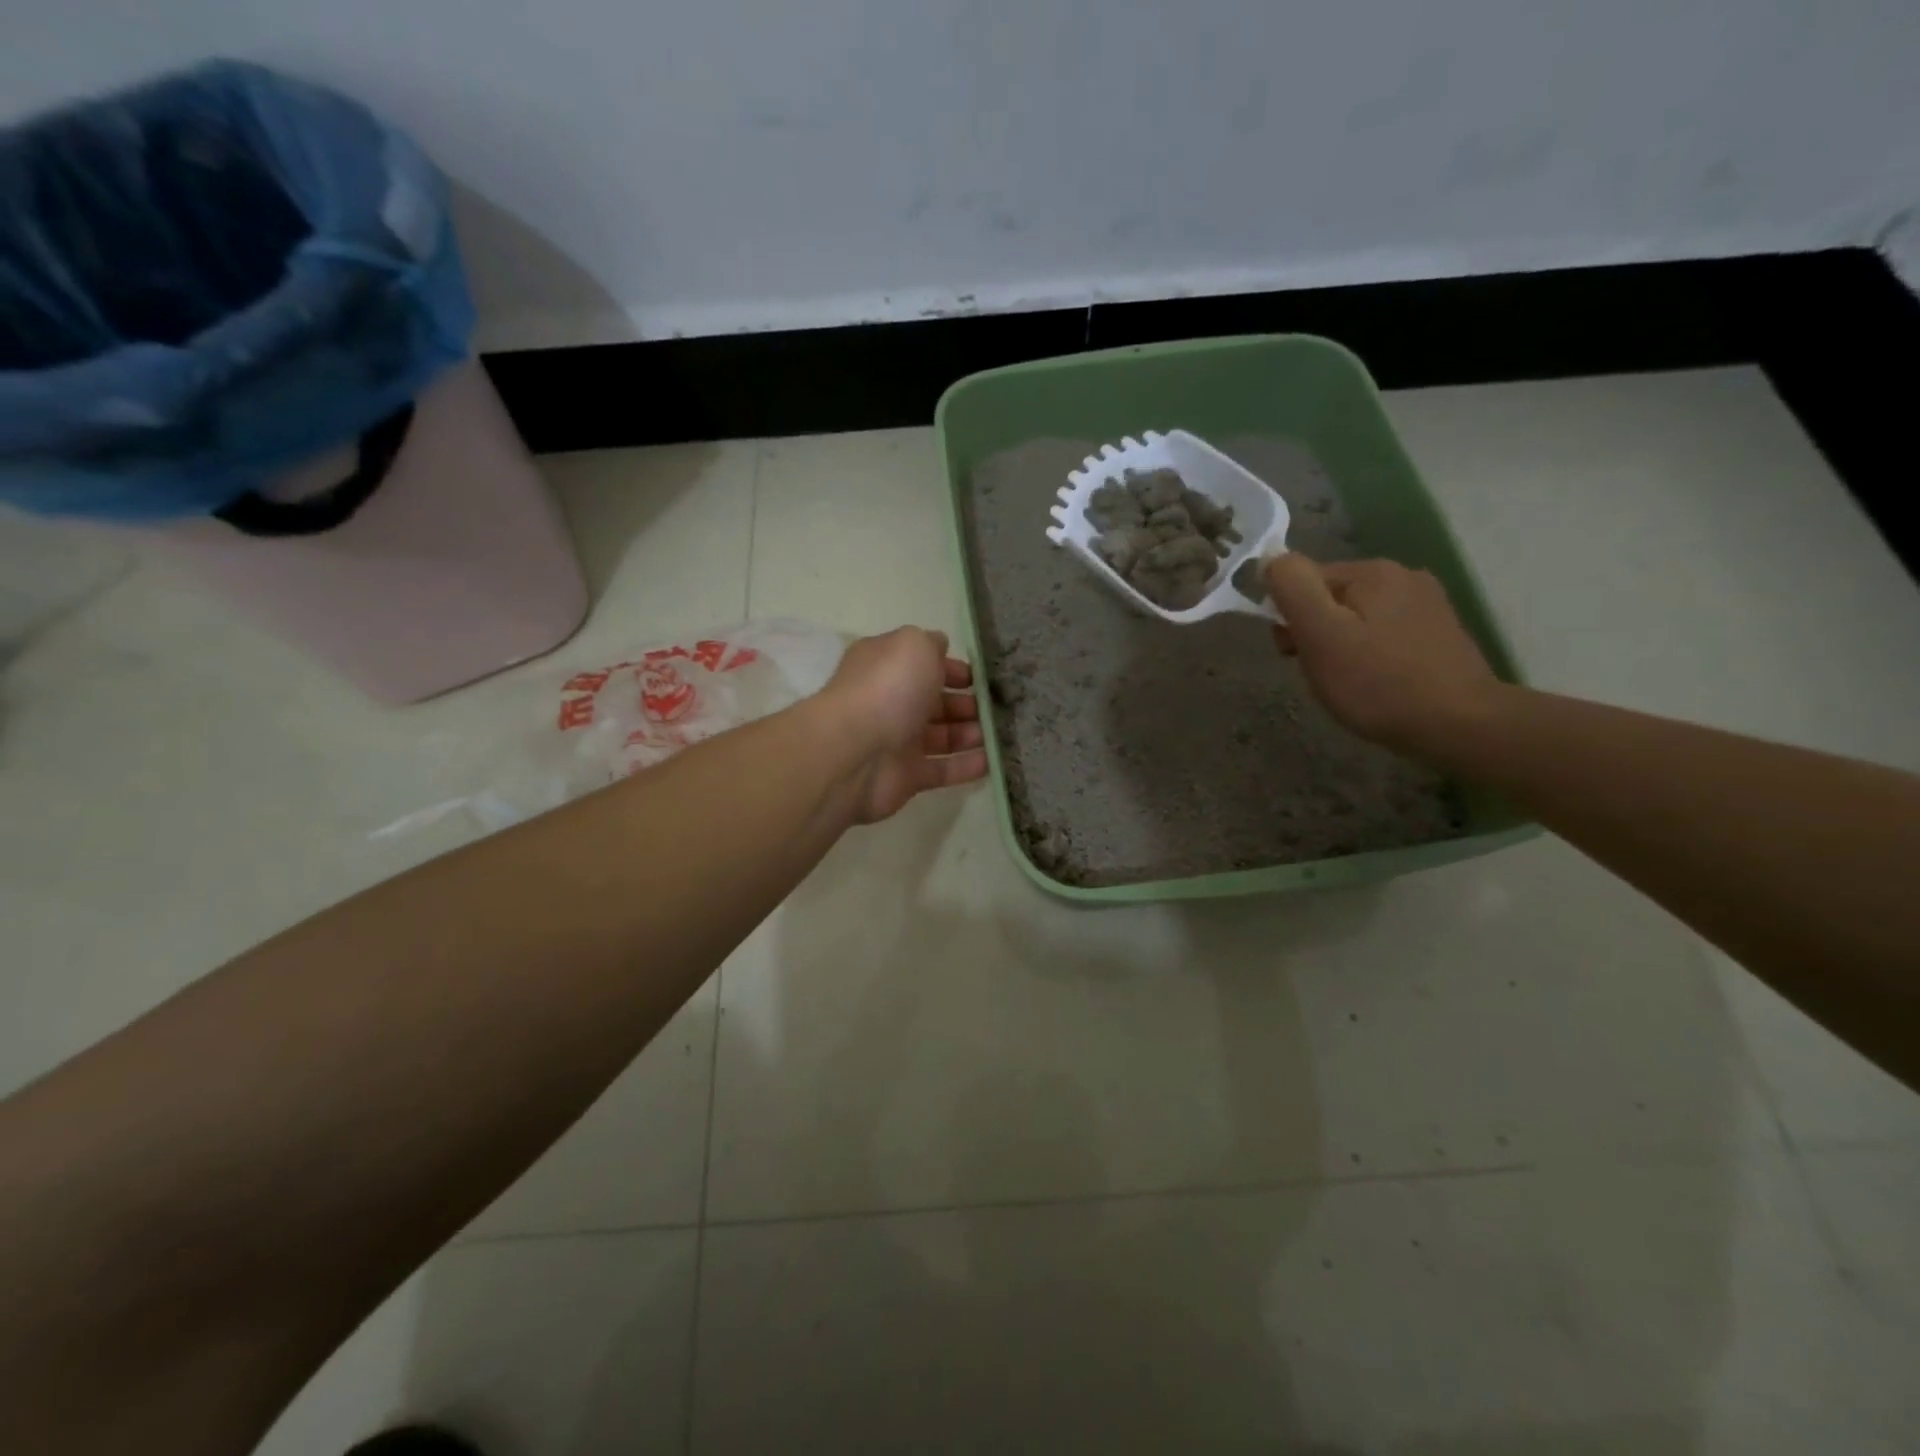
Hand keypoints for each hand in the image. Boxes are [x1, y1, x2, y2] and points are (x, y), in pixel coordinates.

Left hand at [817, 627, 988, 822]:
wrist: (854, 753)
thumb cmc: (887, 689)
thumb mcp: (913, 646)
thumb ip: (931, 643)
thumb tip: (940, 647)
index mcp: (887, 667)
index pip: (924, 664)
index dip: (953, 669)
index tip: (982, 678)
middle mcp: (891, 701)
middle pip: (936, 702)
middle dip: (968, 704)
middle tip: (999, 708)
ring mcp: (898, 741)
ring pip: (943, 736)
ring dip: (973, 733)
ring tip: (1001, 733)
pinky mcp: (907, 777)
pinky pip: (943, 770)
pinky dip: (967, 766)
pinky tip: (994, 761)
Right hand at [1264, 553, 1500, 755]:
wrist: (1461, 726)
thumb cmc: (1378, 683)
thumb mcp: (1321, 634)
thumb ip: (1292, 588)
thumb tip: (1269, 557)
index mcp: (1372, 571)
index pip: (1304, 580)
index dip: (1289, 617)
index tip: (1293, 653)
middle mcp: (1403, 576)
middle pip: (1331, 598)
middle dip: (1314, 632)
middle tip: (1321, 672)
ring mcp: (1426, 604)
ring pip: (1356, 618)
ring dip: (1340, 645)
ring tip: (1347, 682)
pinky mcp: (1438, 633)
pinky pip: (1383, 634)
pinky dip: (1368, 655)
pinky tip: (1374, 682)